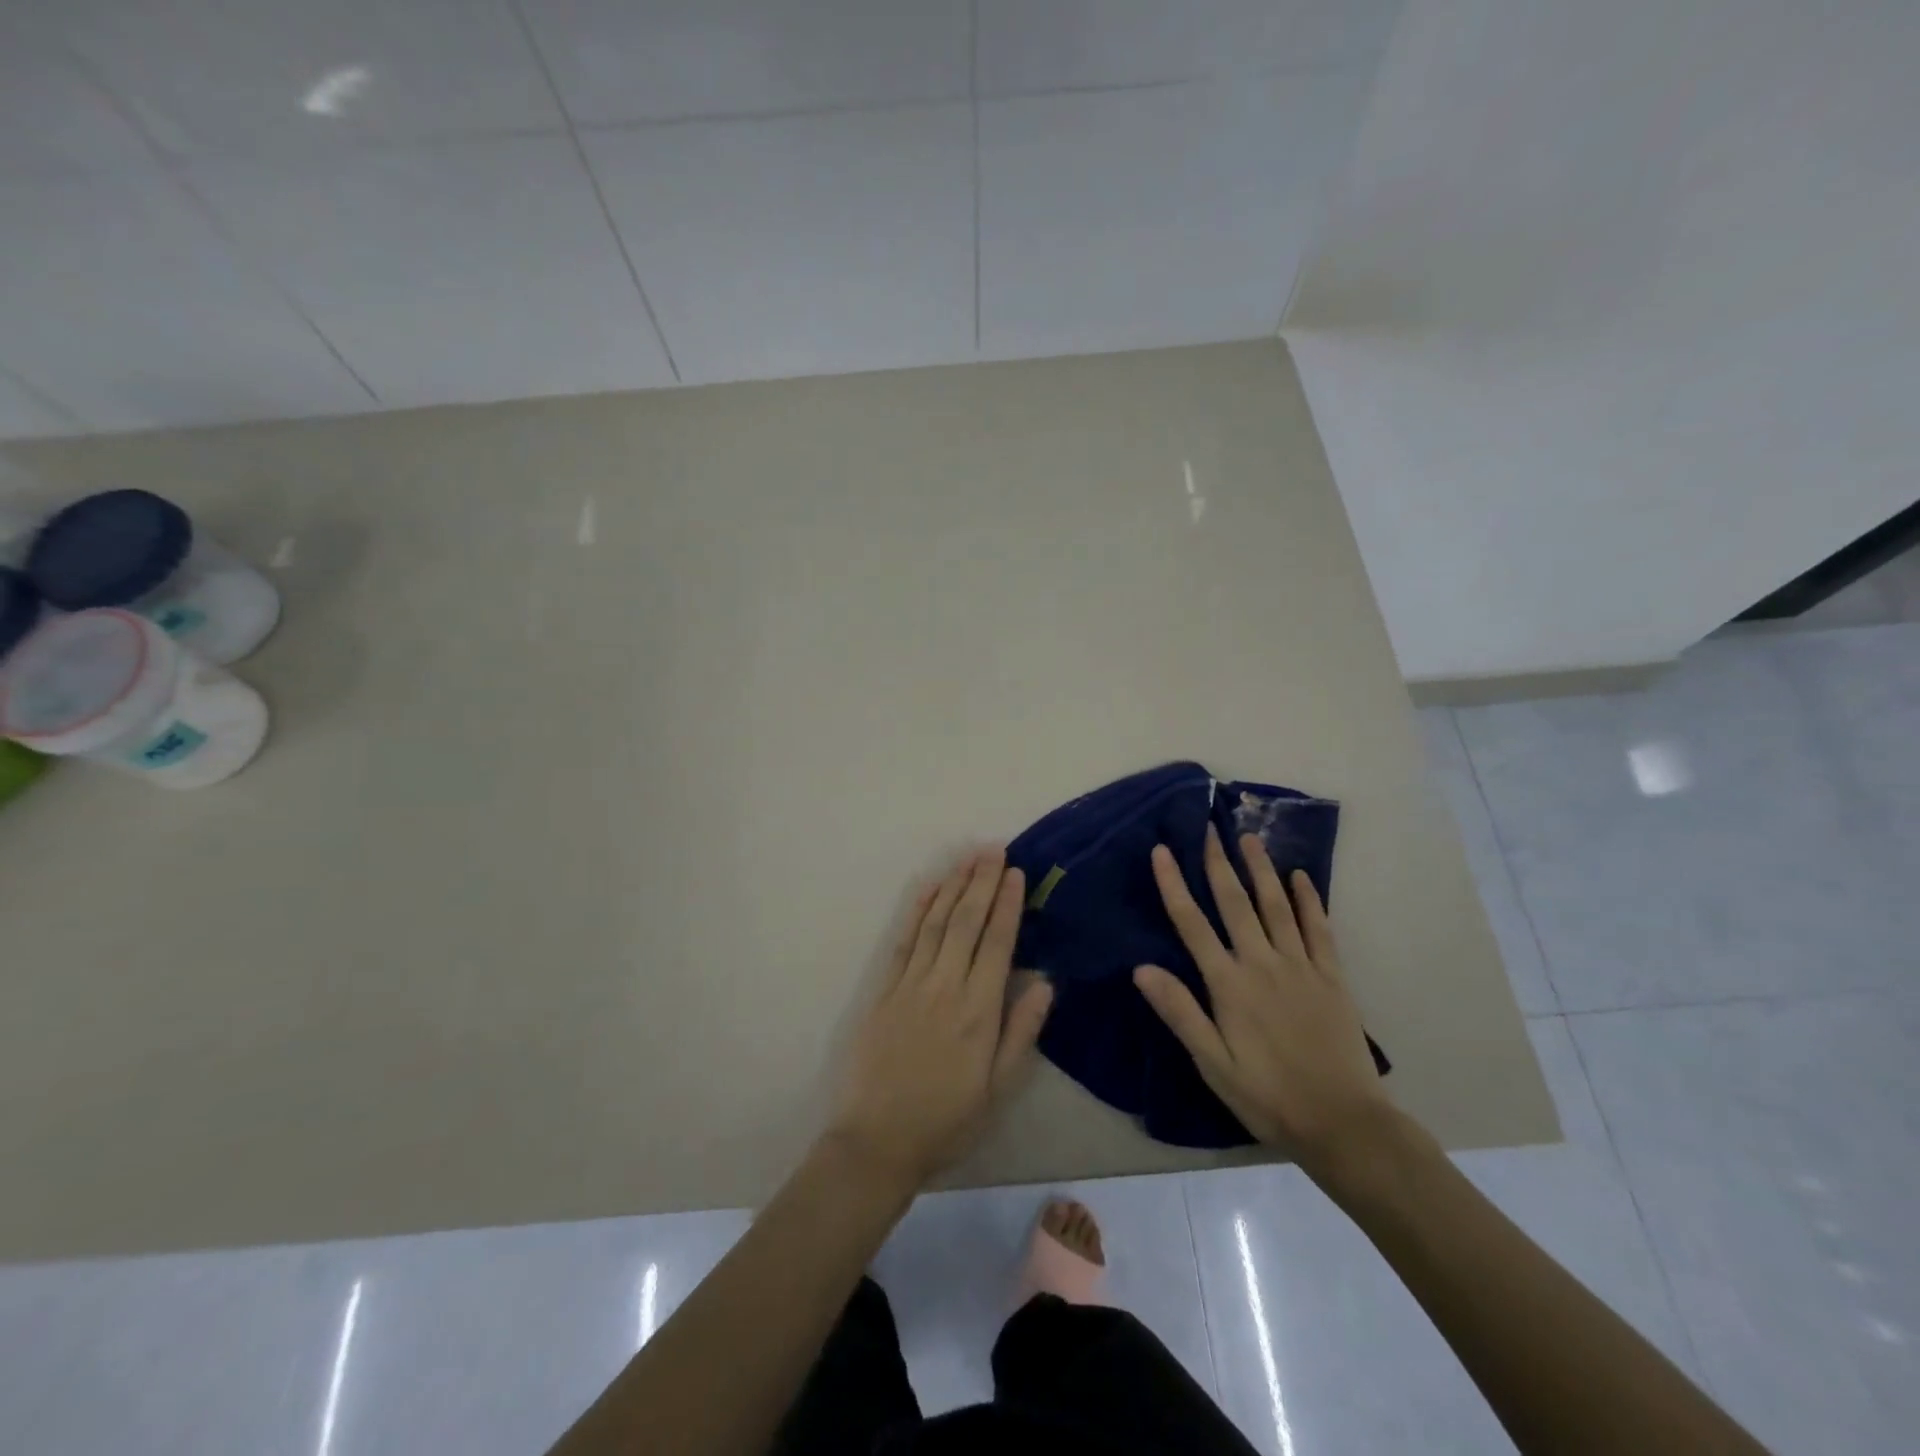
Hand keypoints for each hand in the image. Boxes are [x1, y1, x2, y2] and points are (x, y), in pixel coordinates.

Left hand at [826, 848, 1054, 1190]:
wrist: (876, 1141)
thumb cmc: (946, 1119)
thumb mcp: (997, 1089)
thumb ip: (1021, 1033)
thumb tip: (1045, 983)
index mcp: (978, 1010)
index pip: (997, 942)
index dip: (1008, 904)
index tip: (1016, 872)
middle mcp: (945, 986)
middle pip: (966, 921)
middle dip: (982, 881)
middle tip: (994, 849)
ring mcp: (910, 984)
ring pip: (936, 922)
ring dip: (953, 886)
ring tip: (967, 857)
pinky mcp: (884, 989)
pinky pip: (904, 940)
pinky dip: (916, 910)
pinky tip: (927, 888)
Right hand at [1133, 825, 1392, 1167]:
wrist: (1344, 1123)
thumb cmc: (1267, 1096)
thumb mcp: (1212, 1064)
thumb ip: (1179, 1012)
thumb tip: (1141, 968)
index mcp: (1229, 984)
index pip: (1192, 924)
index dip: (1174, 885)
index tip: (1161, 850)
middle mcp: (1262, 964)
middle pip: (1235, 903)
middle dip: (1218, 863)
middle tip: (1210, 827)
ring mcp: (1300, 966)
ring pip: (1276, 906)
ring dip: (1261, 870)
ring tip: (1250, 838)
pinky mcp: (1332, 977)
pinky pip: (1319, 929)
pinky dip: (1309, 899)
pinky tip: (1301, 876)